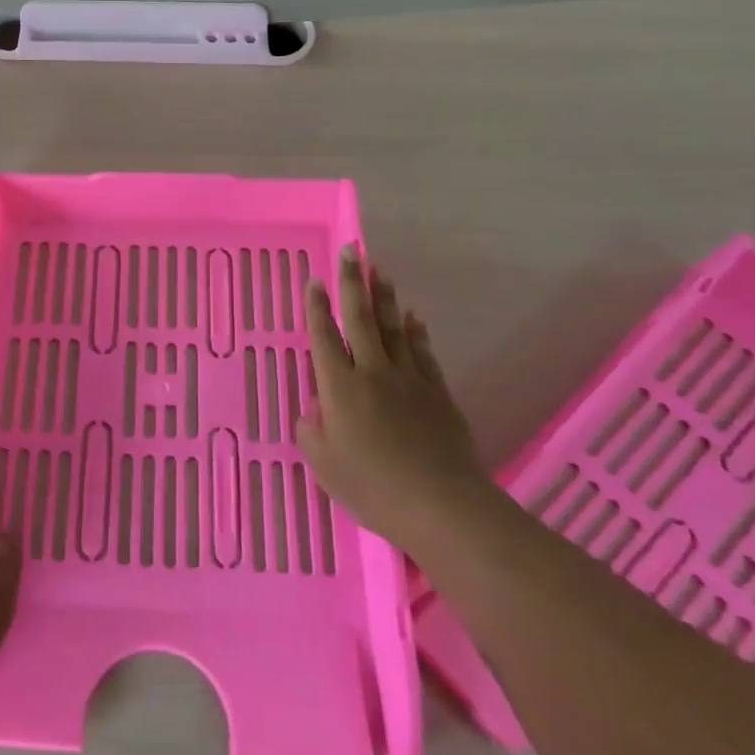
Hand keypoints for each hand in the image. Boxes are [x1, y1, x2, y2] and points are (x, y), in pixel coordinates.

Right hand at [296, 246, 485, 542]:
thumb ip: (312, 432)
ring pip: (394, 327)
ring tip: (380, 270)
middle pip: (361, 318)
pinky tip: (413, 317)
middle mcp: (372, 372)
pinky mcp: (437, 392)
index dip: (317, 308)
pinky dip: (416, 331)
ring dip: (385, 296)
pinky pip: (423, 352)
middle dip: (353, 283)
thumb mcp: (324, 466)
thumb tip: (315, 409)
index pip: (324, 337)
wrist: (442, 505)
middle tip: (353, 250)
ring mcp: (409, 379)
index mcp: (339, 388)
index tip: (315, 280)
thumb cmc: (373, 488)